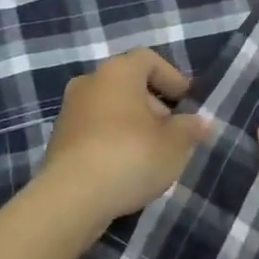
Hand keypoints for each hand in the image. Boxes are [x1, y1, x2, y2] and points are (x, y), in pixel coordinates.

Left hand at [40, 49, 206, 225]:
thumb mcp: (174, 144)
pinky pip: (94, 132)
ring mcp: (69, 112)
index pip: (148, 59)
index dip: (171, 77)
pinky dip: (112, 142)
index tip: (187, 102)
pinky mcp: (58, 142)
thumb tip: (200, 123)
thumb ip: (189, 128)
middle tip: (172, 131)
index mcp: (118, 72)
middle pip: (128, 84)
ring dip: (132, 125)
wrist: (71, 198)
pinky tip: (126, 169)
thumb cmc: (130, 156)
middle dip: (154, 105)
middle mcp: (89, 82)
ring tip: (152, 154)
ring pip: (110, 109)